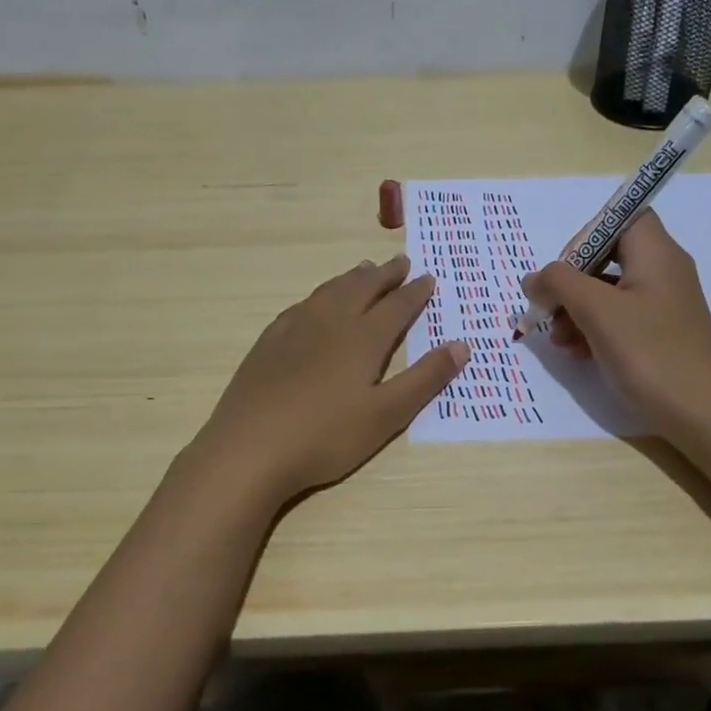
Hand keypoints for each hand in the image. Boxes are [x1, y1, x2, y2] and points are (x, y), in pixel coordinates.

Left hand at [196, 254, 467, 503]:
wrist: (249, 448)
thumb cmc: (326, 436)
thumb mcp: (387, 415)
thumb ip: (425, 379)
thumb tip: (461, 345)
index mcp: (363, 338)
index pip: (396, 306)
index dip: (415, 292)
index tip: (428, 277)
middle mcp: (330, 322)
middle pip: (362, 288)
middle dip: (385, 275)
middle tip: (400, 262)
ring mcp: (294, 329)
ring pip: (330, 291)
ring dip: (352, 278)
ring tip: (364, 270)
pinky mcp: (268, 342)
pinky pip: (301, 305)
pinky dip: (320, 295)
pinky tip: (315, 302)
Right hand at [523, 210, 710, 435]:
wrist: (701, 414)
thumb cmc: (650, 352)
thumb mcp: (596, 311)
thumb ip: (559, 283)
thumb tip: (534, 278)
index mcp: (656, 253)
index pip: (619, 218)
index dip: (586, 237)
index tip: (563, 271)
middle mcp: (664, 271)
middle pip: (608, 256)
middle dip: (572, 283)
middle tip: (550, 310)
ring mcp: (663, 305)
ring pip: (609, 291)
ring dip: (576, 311)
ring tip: (559, 340)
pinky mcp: (660, 334)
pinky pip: (620, 318)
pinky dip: (594, 329)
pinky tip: (577, 353)